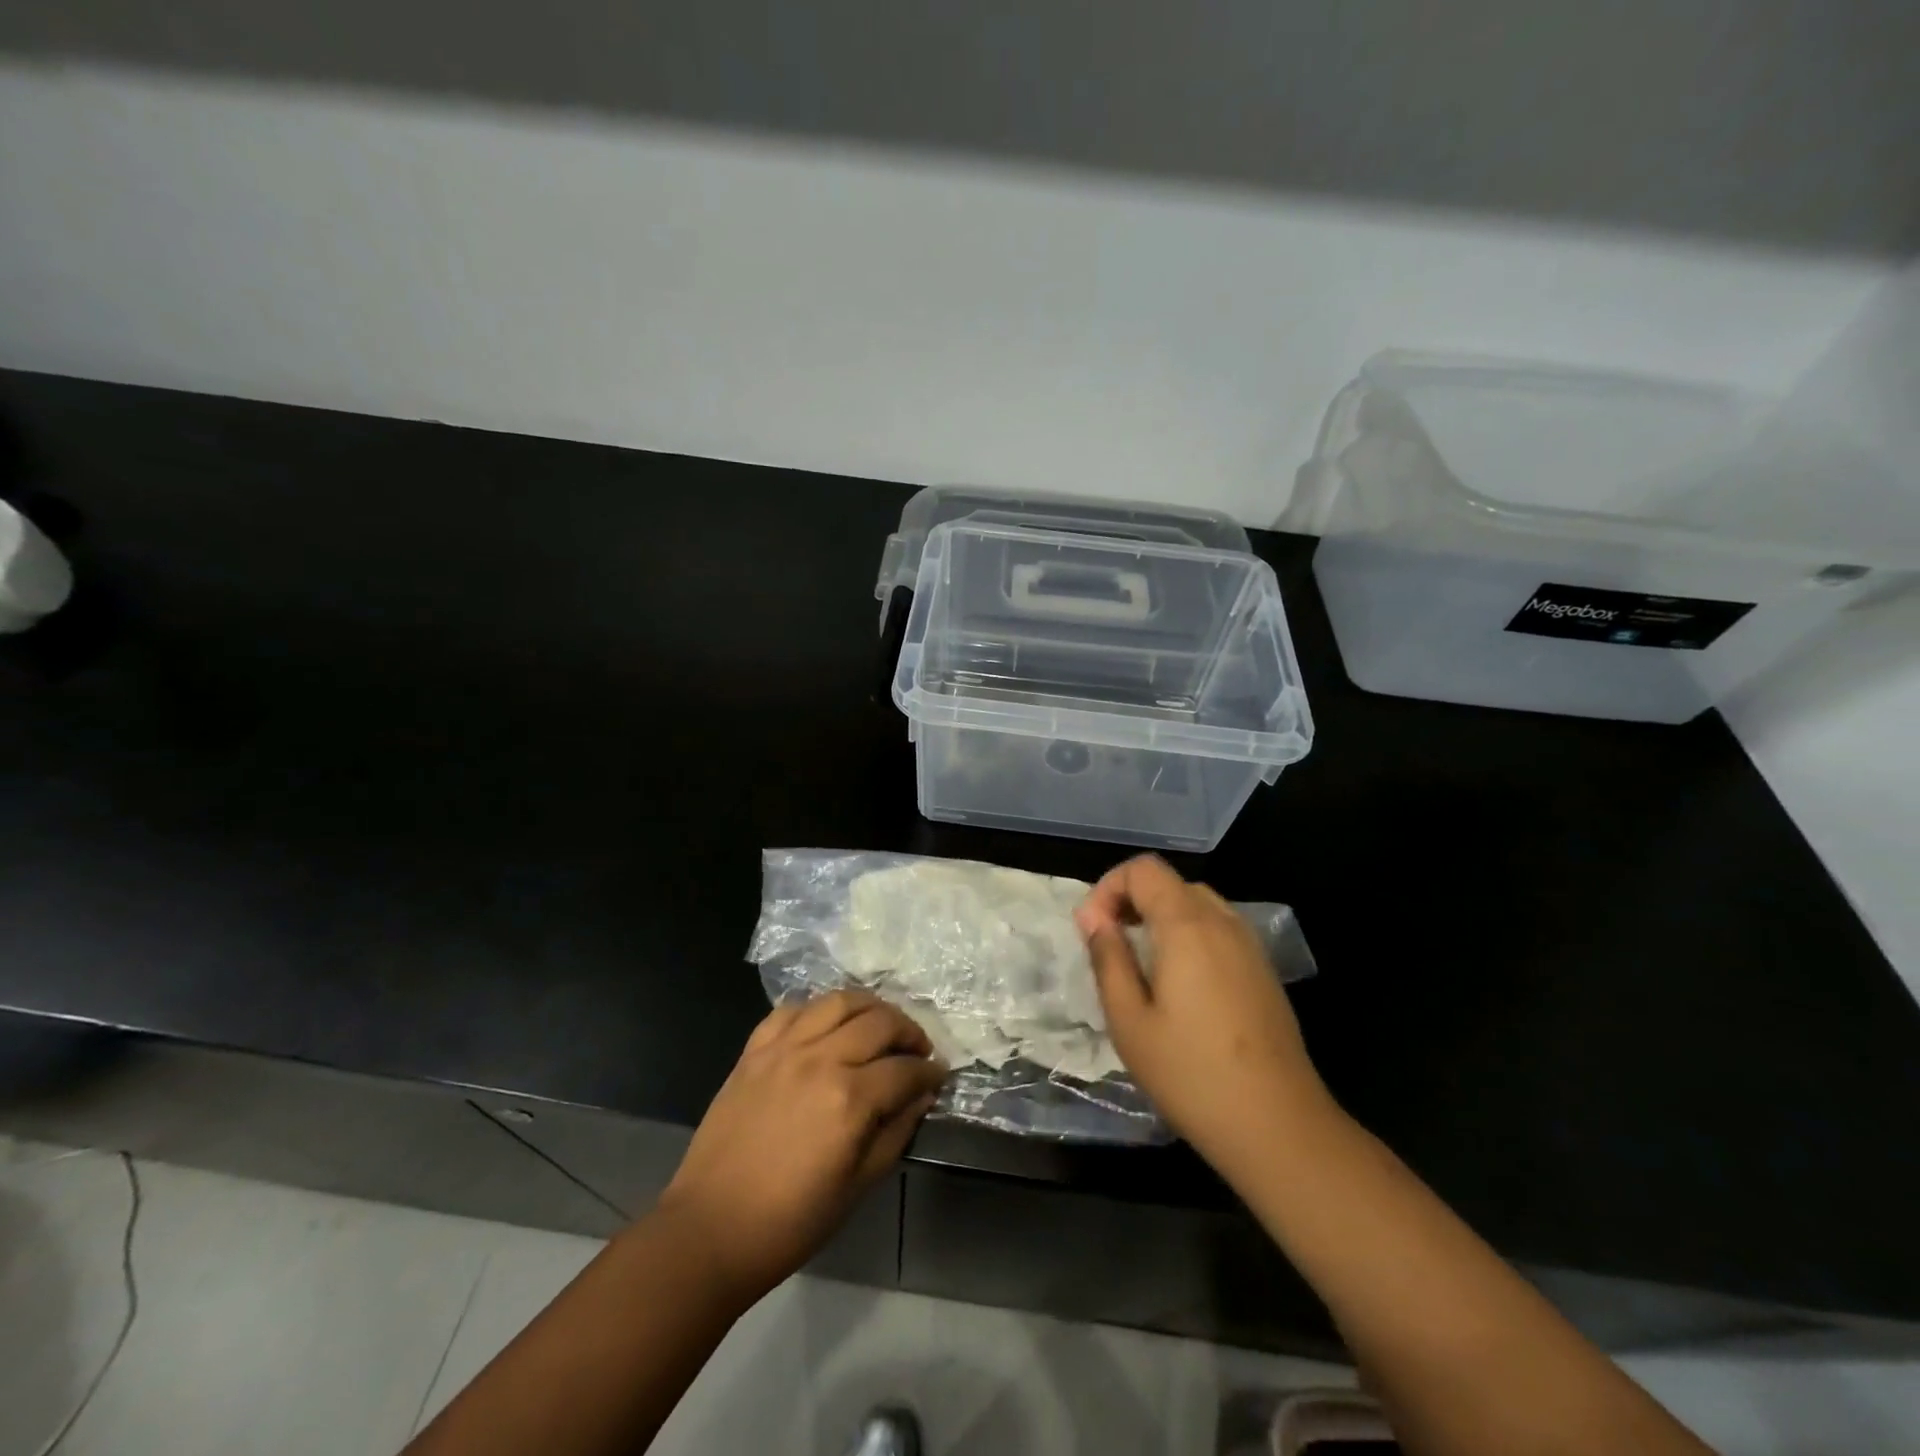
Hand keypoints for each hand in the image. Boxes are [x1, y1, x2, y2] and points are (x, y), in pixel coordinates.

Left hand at [657, 991, 945, 1301]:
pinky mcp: (754, 1050)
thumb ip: (896, 1131)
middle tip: (917, 1049)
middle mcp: (821, 1059)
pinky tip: (827, 1025)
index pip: (905, 1069)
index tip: (939, 1075)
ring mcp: (783, 1049)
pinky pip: (792, 1010)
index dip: (929, 1071)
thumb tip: (922, 1095)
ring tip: (879, 1024)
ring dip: (869, 1007)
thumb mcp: (858, 1186)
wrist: (711, 1229)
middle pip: (879, 1022)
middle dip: (909, 1031)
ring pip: (838, 1001)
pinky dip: (817, 1010)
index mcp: (849, 1099)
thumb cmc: (791, 1221)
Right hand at [1076, 855, 1332, 1176]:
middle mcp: (1223, 922)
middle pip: (1170, 883)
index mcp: (1187, 925)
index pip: (1143, 869)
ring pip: (1196, 904)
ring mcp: (1249, 946)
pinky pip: (1218, 930)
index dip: (1109, 887)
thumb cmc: (1191, 1074)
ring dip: (1160, 917)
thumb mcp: (1129, 1020)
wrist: (1279, 1127)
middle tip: (1109, 944)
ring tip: (1139, 962)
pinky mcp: (1263, 971)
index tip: (1092, 930)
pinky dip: (1188, 935)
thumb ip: (1108, 959)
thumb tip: (1093, 918)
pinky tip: (1179, 984)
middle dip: (1131, 900)